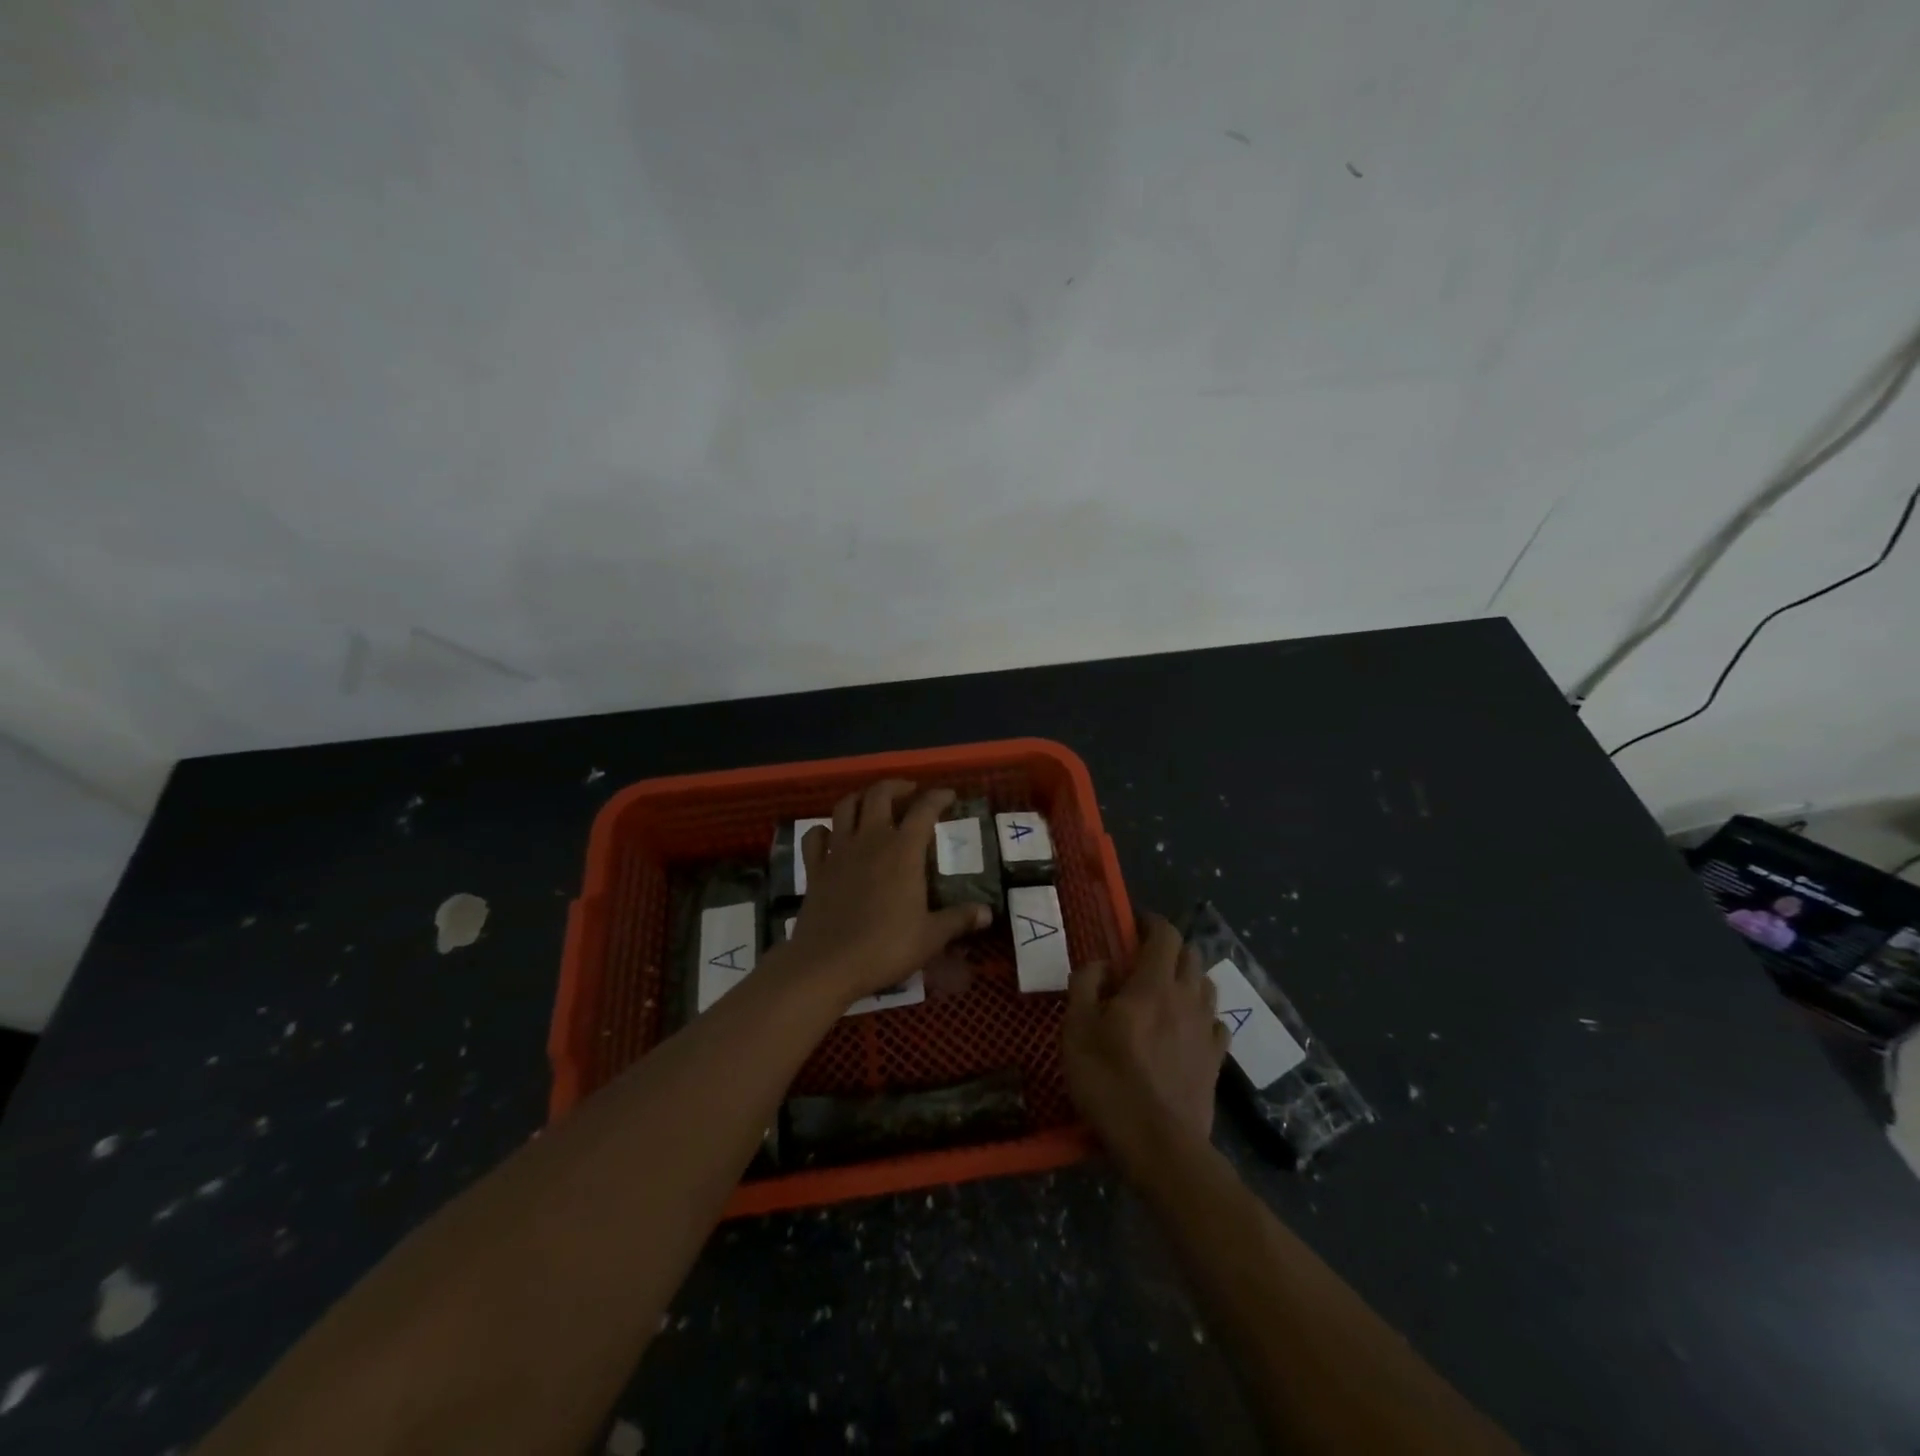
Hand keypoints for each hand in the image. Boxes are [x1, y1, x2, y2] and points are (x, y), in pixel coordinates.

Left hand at [780, 780, 989, 1002]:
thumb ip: (958, 919)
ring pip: (845, 807)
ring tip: (872, 804)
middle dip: (896, 786)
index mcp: (903, 851)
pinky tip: (830, 835)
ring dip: (860, 798)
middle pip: (879, 795)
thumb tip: (987, 913)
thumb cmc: (885, 948)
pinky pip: (814, 837)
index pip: (924, 810)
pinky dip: (823, 830)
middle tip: (909, 792)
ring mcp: (838, 852)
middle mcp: (870, 840)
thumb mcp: (930, 937)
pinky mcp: (815, 869)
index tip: (949, 795)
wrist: (827, 964)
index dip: (938, 797)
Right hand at [1063, 914, 1227, 1163]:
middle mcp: (1187, 999)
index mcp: (1153, 985)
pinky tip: (1187, 1028)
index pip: (1165, 935)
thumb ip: (1085, 985)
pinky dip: (1202, 1015)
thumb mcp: (1077, 1029)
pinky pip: (1216, 1023)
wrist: (1159, 1145)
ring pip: (1206, 986)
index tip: (1136, 921)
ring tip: (1166, 990)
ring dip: (1188, 978)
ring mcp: (1207, 1031)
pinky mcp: (1217, 1061)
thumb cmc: (1110, 1081)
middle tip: (1144, 957)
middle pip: (1191, 955)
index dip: (1152, 922)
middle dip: (1170, 948)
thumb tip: (1101, 963)